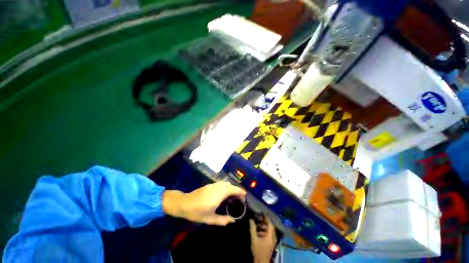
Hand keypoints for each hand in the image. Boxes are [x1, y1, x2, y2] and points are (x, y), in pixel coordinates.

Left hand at [162, 181, 245, 225]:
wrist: (184, 203)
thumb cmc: (197, 212)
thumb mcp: (210, 219)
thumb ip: (222, 220)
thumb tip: (232, 221)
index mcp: (219, 195)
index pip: (233, 189)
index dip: (240, 191)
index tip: (245, 195)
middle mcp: (218, 187)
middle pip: (230, 185)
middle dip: (236, 190)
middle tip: (239, 198)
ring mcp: (213, 185)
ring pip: (226, 183)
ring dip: (231, 188)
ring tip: (233, 196)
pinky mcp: (210, 185)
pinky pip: (221, 184)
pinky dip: (226, 187)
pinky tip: (224, 194)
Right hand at [250, 216, 276, 262]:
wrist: (261, 262)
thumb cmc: (258, 250)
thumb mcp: (254, 239)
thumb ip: (253, 229)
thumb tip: (251, 219)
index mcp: (270, 236)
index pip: (270, 224)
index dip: (267, 218)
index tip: (262, 213)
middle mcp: (273, 237)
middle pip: (271, 226)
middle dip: (265, 221)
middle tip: (259, 217)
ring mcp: (273, 241)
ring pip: (270, 230)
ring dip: (264, 226)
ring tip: (258, 224)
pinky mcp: (271, 243)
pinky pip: (269, 234)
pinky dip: (265, 231)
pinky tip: (259, 231)